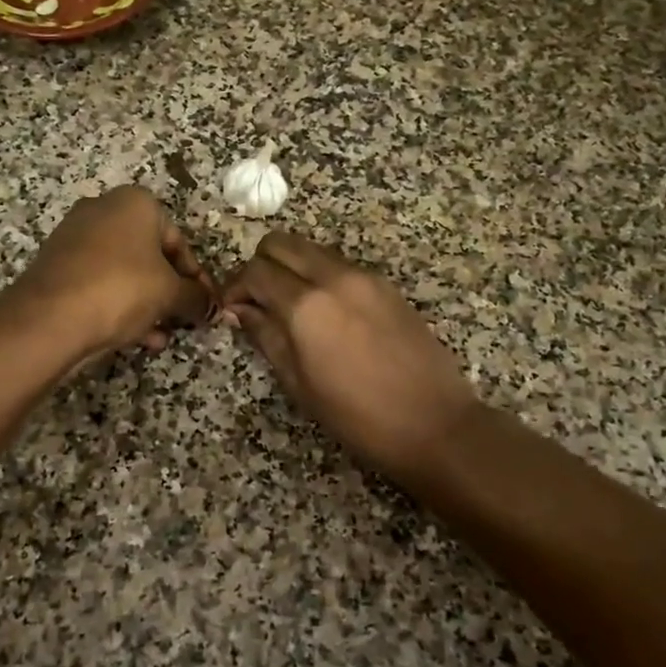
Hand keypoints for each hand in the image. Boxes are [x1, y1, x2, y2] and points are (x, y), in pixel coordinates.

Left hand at [9, 187, 215, 363]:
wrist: (49, 317)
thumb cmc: (121, 289)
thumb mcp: (169, 293)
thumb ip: (196, 298)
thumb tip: (213, 308)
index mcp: (135, 203)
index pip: (179, 241)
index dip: (196, 277)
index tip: (206, 305)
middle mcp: (103, 210)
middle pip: (150, 255)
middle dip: (169, 291)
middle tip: (183, 319)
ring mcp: (75, 237)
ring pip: (125, 272)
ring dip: (147, 303)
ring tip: (162, 335)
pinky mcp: (57, 266)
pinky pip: (100, 284)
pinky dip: (120, 305)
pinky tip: (138, 339)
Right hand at [222, 232, 480, 487]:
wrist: (434, 424)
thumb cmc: (358, 416)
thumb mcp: (299, 384)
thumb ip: (265, 336)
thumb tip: (239, 310)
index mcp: (307, 306)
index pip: (255, 272)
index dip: (235, 287)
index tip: (230, 310)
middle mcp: (334, 278)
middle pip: (281, 243)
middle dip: (260, 265)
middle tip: (257, 301)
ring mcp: (365, 277)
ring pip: (311, 249)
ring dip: (291, 267)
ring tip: (289, 307)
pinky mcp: (386, 285)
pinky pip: (339, 264)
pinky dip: (319, 275)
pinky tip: (325, 312)